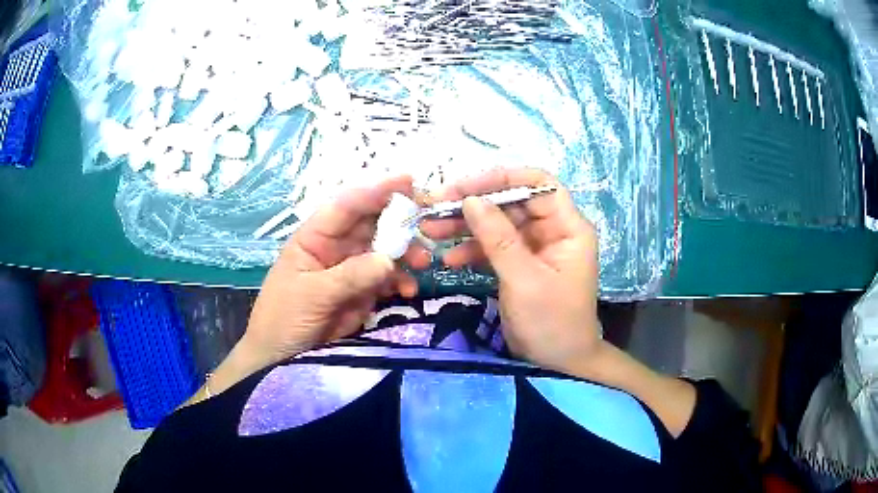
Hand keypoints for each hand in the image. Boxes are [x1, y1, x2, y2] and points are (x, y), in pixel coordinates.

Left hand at [241, 176, 431, 367]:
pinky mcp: (363, 292)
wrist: (281, 356)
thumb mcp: (312, 294)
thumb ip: (349, 276)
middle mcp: (336, 247)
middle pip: (372, 224)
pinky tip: (409, 291)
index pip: (346, 206)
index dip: (376, 191)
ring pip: (385, 250)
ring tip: (422, 263)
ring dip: (406, 253)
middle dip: (400, 222)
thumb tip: (389, 260)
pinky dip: (401, 281)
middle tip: (427, 225)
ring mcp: (351, 270)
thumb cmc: (284, 317)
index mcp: (315, 237)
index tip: (408, 182)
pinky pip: (387, 279)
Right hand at [422, 168, 601, 373]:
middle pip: (512, 203)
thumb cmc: (551, 323)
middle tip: (434, 208)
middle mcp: (553, 231)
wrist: (559, 365)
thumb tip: (470, 200)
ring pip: (498, 224)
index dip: (502, 179)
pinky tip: (448, 259)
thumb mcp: (524, 280)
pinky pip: (494, 247)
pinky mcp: (520, 265)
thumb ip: (497, 238)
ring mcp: (535, 248)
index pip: (538, 184)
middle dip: (474, 205)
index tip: (465, 187)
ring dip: (465, 227)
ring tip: (430, 231)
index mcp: (568, 228)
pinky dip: (472, 251)